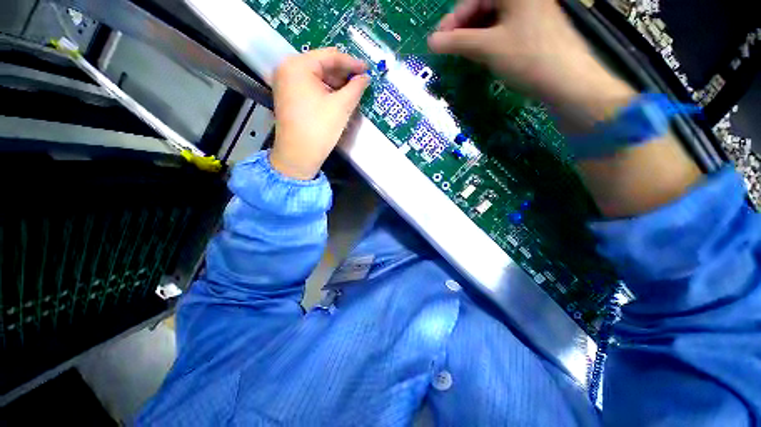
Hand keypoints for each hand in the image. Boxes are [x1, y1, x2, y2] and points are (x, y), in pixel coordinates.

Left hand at [270, 48, 369, 179]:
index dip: (352, 62)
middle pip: (322, 65)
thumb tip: (365, 78)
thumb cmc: (319, 128)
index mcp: (298, 65)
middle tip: (361, 82)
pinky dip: (326, 91)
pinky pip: (311, 87)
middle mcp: (288, 69)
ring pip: (317, 77)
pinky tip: (339, 99)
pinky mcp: (288, 97)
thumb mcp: (341, 106)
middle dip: (343, 74)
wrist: (298, 156)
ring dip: (336, 84)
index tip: (368, 69)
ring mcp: (286, 83)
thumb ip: (356, 87)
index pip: (330, 56)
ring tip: (353, 92)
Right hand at [428, 0, 634, 128]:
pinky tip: (483, 53)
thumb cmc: (528, 58)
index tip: (438, 40)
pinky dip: (490, 40)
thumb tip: (431, 42)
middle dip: (464, 28)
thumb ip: (458, 42)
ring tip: (464, 53)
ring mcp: (532, 12)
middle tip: (450, 48)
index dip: (453, 20)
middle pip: (484, 7)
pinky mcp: (535, 29)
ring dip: (475, 35)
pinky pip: (505, 29)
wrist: (568, 81)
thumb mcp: (488, 48)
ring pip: (494, 19)